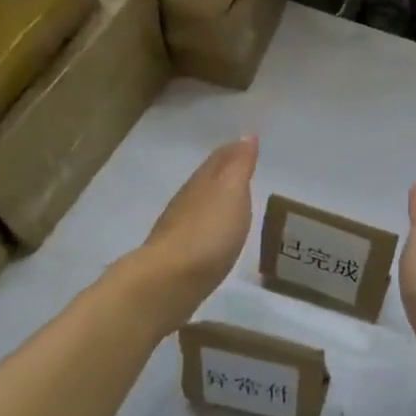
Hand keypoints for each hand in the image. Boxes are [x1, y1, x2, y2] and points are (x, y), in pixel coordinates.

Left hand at [137, 137, 257, 309]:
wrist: (169, 281)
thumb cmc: (208, 232)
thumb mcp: (231, 192)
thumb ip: (239, 165)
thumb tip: (246, 135)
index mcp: (202, 182)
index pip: (218, 159)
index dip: (233, 150)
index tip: (246, 143)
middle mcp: (187, 201)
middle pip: (206, 180)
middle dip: (222, 171)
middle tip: (240, 167)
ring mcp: (178, 229)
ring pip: (198, 205)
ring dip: (213, 199)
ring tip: (230, 199)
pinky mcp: (177, 257)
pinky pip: (196, 230)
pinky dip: (207, 225)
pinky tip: (213, 232)